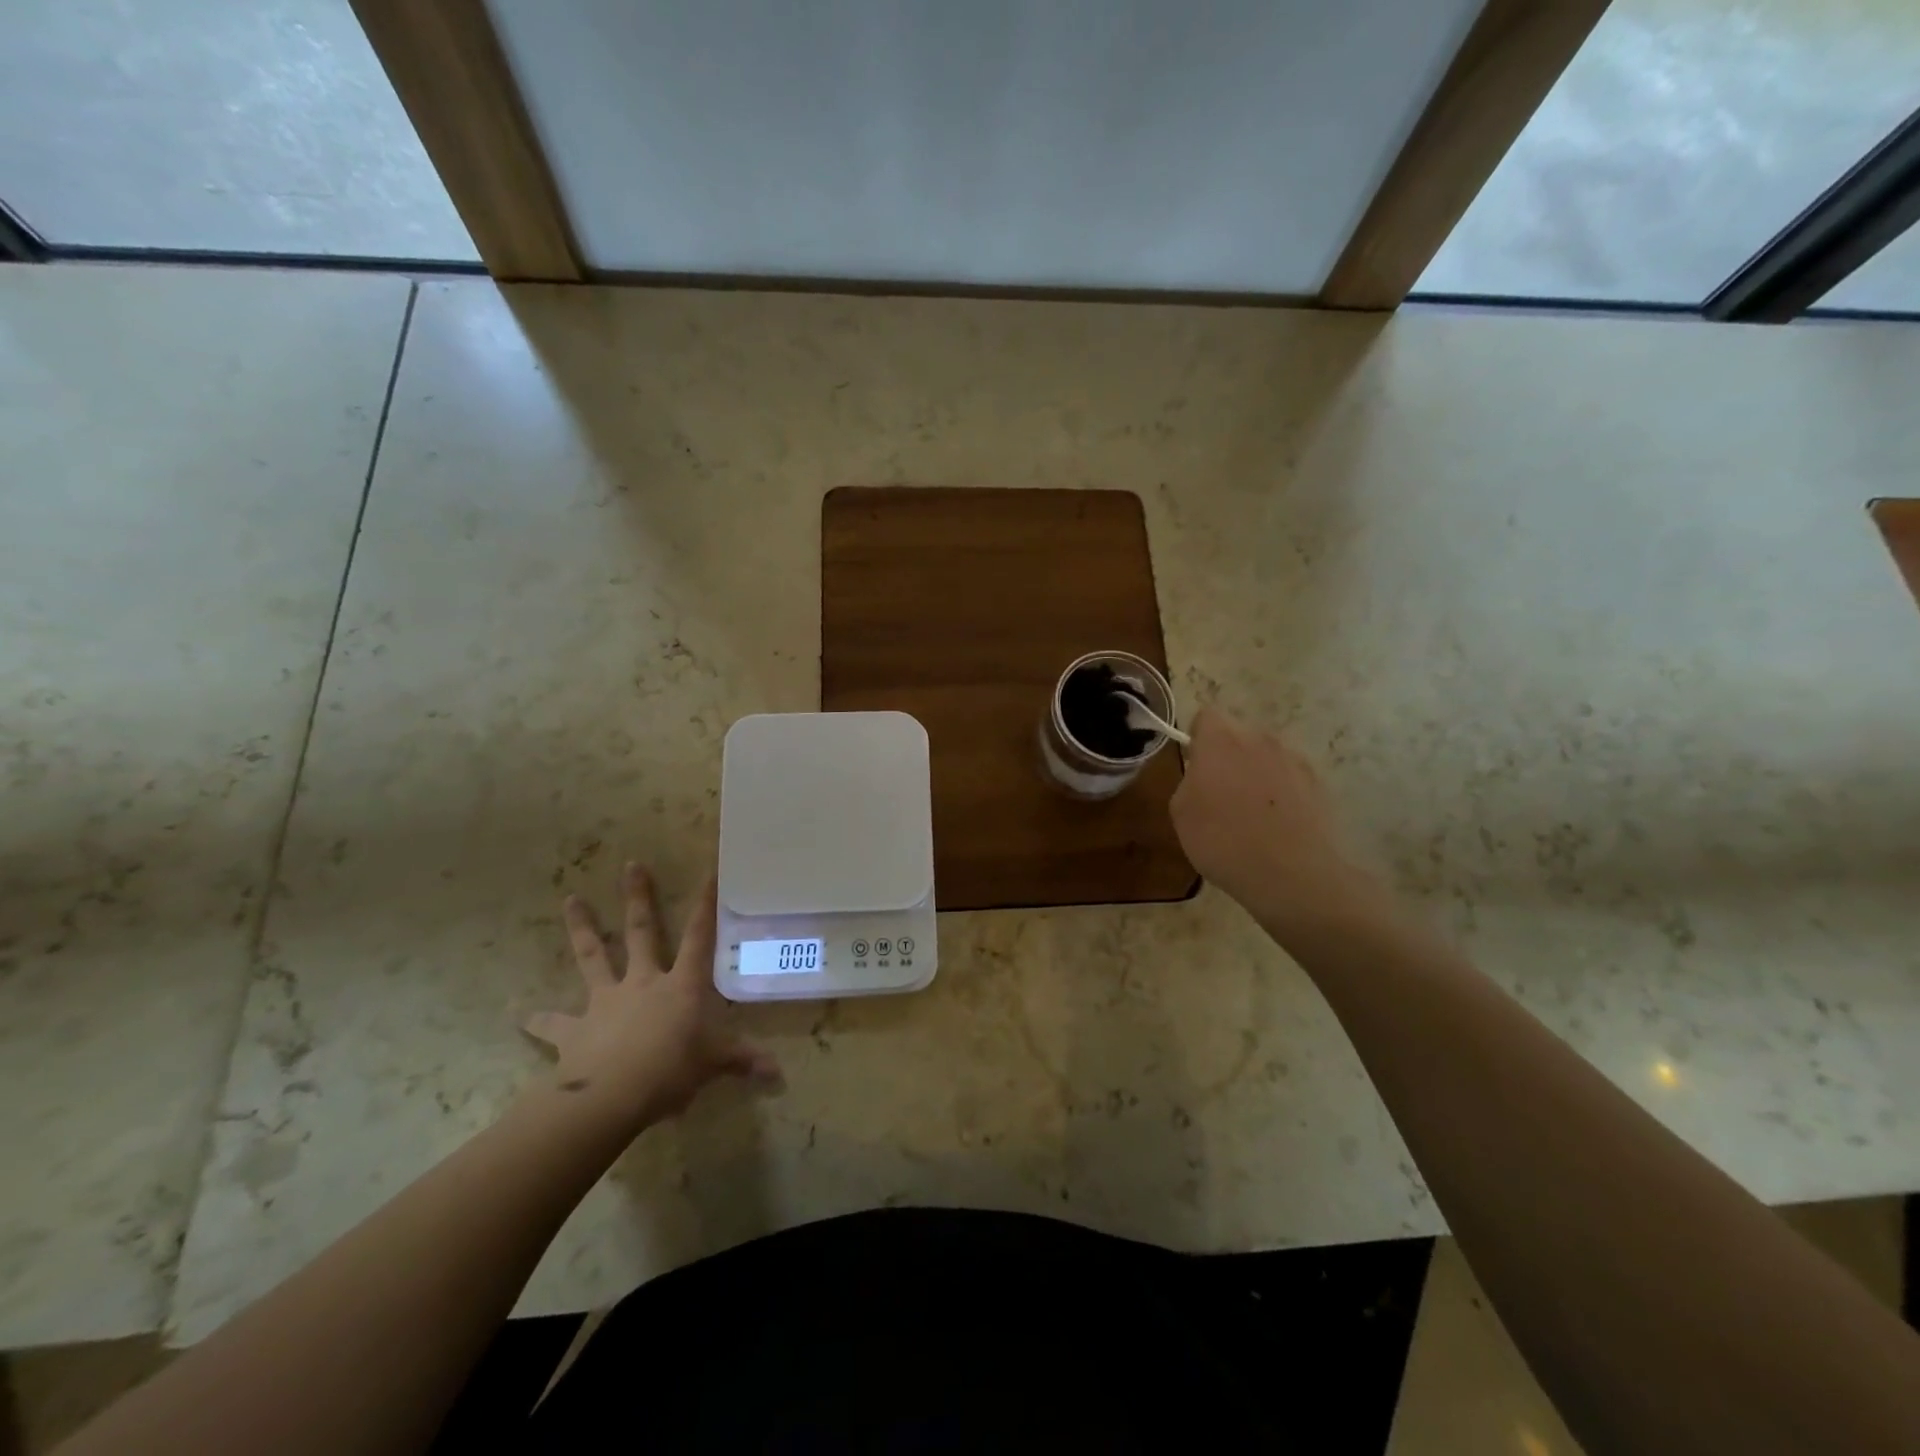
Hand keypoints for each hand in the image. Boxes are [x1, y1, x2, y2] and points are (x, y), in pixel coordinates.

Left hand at [524, 862, 779, 1131]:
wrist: (610, 1095)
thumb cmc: (671, 1070)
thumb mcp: (713, 1065)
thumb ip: (742, 1062)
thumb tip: (778, 1075)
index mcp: (680, 985)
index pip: (698, 937)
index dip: (705, 905)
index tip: (709, 872)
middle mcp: (642, 982)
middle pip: (641, 931)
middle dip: (638, 898)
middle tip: (630, 865)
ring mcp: (605, 1001)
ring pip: (593, 957)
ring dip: (582, 929)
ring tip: (569, 901)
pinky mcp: (574, 1029)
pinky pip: (554, 1023)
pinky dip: (538, 1020)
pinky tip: (521, 1015)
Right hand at [1169, 709, 1386, 938]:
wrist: (1290, 874)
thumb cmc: (1222, 840)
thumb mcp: (1180, 811)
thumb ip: (1189, 779)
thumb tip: (1202, 774)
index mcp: (1222, 739)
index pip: (1206, 716)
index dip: (1198, 738)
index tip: (1195, 766)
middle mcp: (1261, 739)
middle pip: (1239, 735)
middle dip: (1228, 756)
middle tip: (1218, 794)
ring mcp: (1295, 759)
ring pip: (1266, 756)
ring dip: (1256, 773)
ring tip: (1251, 814)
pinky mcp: (1319, 783)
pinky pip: (1290, 778)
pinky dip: (1281, 793)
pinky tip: (1276, 826)